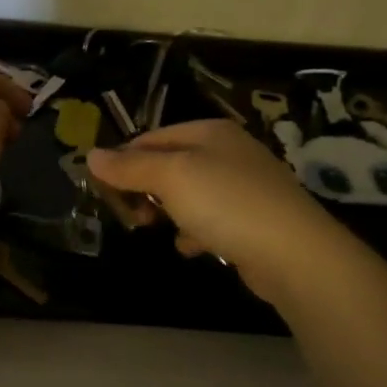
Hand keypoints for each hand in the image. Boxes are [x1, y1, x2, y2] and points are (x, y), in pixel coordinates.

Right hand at [87, 120, 342, 301]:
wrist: (295, 254)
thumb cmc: (226, 204)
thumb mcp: (171, 177)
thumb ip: (129, 166)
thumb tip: (91, 155)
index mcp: (209, 132)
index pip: (150, 138)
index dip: (123, 161)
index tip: (103, 191)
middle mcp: (228, 152)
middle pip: (169, 165)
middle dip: (144, 189)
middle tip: (131, 215)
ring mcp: (243, 186)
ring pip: (187, 194)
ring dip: (167, 212)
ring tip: (156, 230)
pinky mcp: (253, 220)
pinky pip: (210, 220)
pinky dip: (195, 232)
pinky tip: (192, 247)